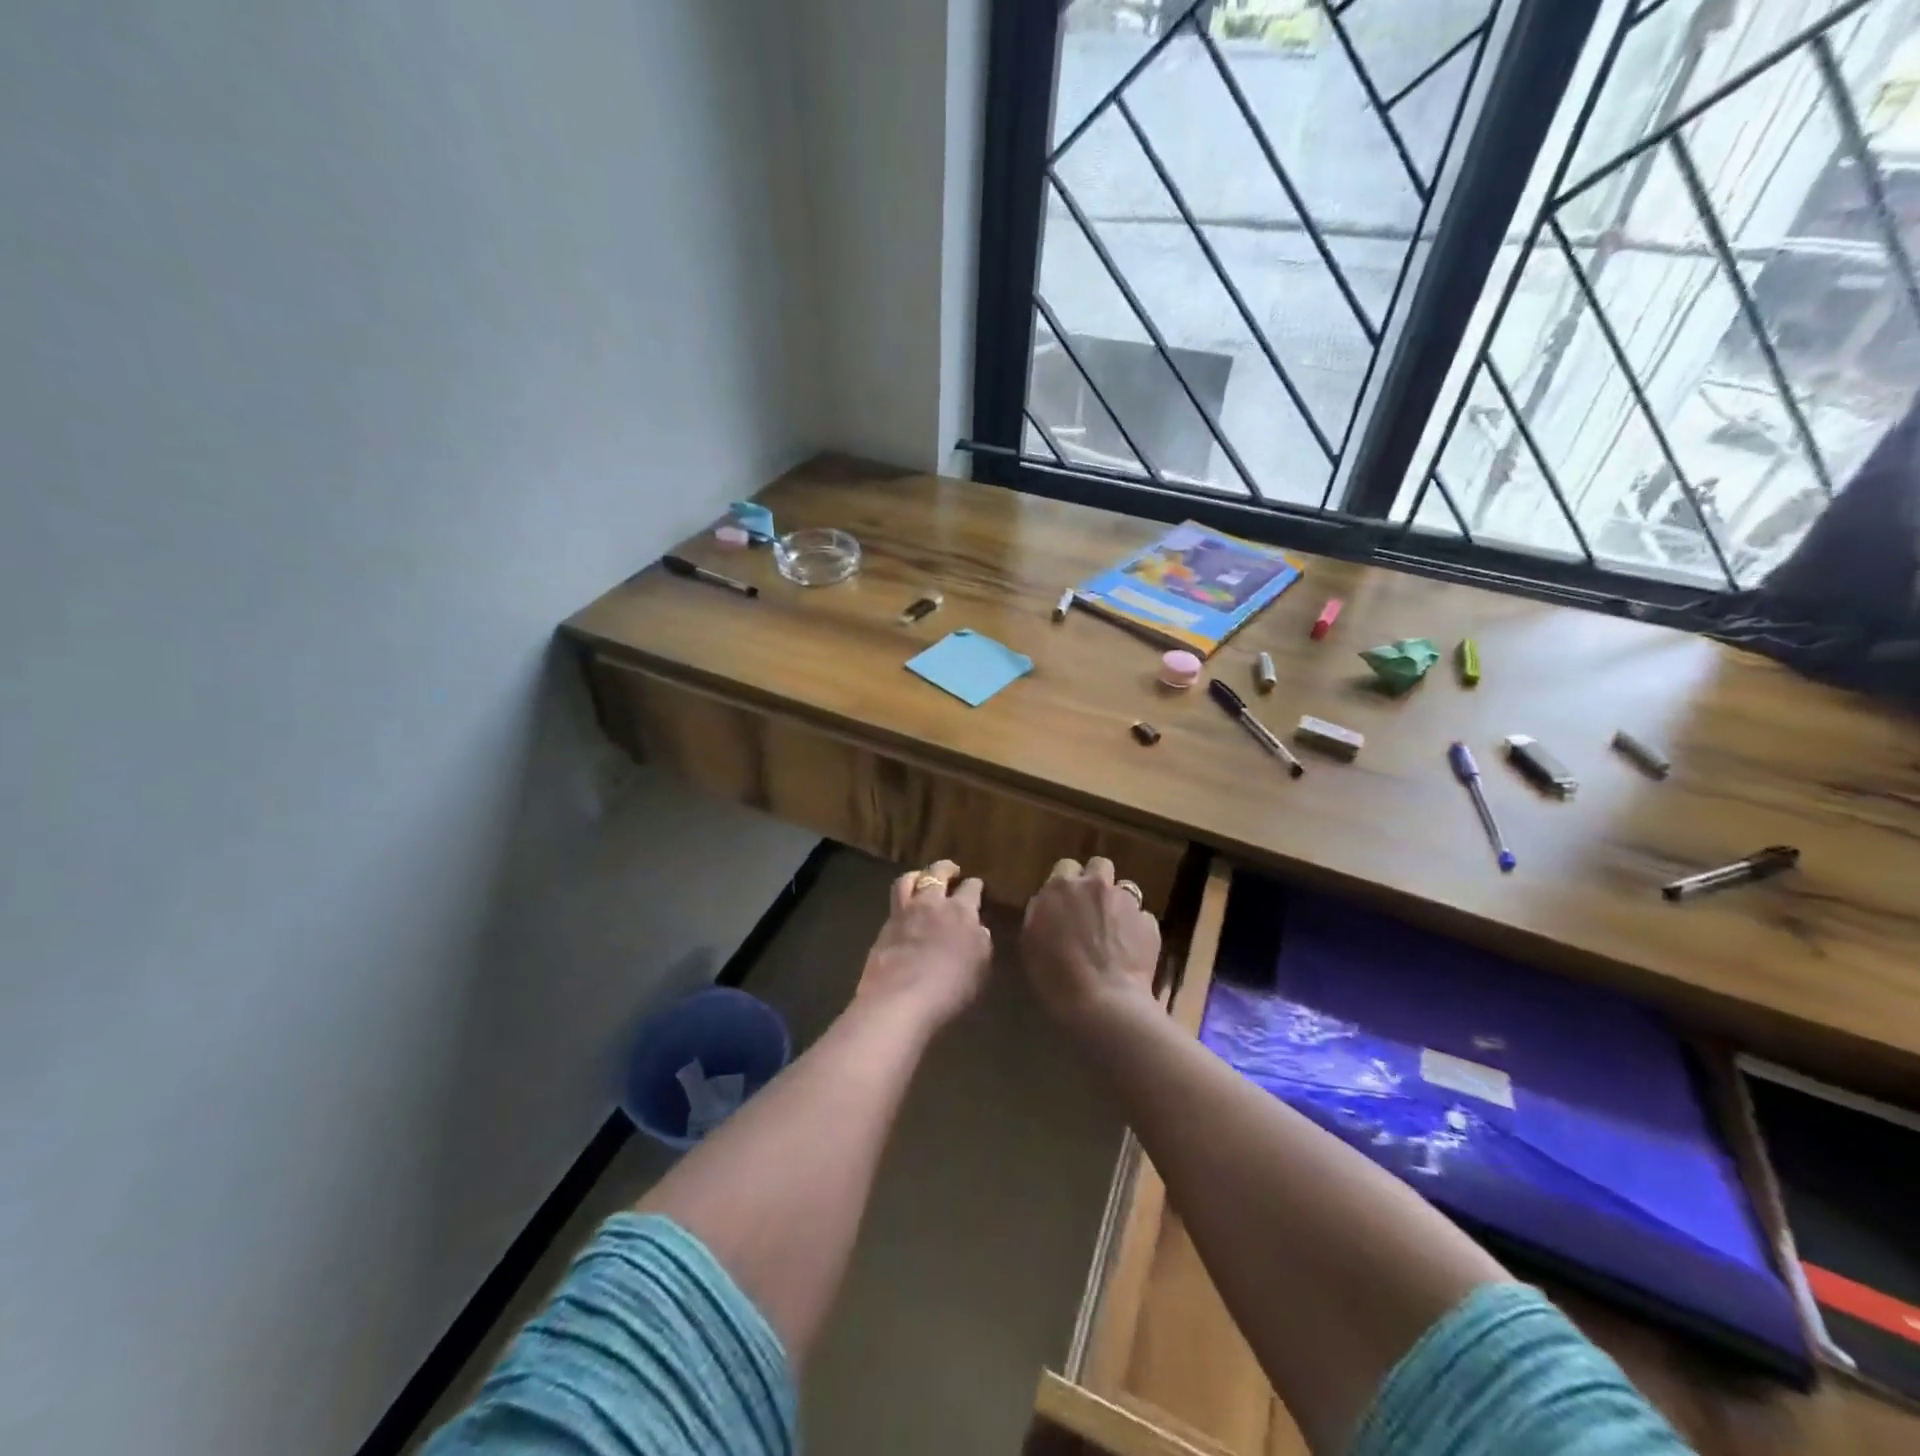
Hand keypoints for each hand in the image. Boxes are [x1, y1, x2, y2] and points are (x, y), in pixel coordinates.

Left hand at [857, 860, 992, 1029]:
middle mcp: (931, 903)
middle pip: (937, 872)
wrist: (900, 1001)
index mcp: (961, 911)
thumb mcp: (980, 968)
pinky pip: (894, 904)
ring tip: (921, 879)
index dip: (975, 885)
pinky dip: (902, 901)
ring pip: (908, 880)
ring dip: (917, 875)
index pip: (971, 888)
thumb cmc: (950, 989)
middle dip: (946, 868)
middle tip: (951, 871)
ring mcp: (904, 913)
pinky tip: (905, 911)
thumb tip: (979, 929)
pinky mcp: (884, 928)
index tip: (977, 887)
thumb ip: (980, 943)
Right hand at [1020, 857, 1159, 1028]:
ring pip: (1125, 889)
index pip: (1065, 866)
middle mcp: (1095, 885)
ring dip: (1118, 904)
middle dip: (1096, 881)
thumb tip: (1048, 904)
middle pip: (1099, 866)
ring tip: (1114, 930)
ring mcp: (1126, 902)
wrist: (1101, 1002)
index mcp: (1060, 887)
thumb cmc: (1054, 976)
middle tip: (1091, 906)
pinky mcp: (1149, 923)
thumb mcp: (1031, 941)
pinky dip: (1137, 929)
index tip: (1065, 900)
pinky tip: (1131, 950)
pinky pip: (1142, 917)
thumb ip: (1040, 913)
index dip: (1067, 882)